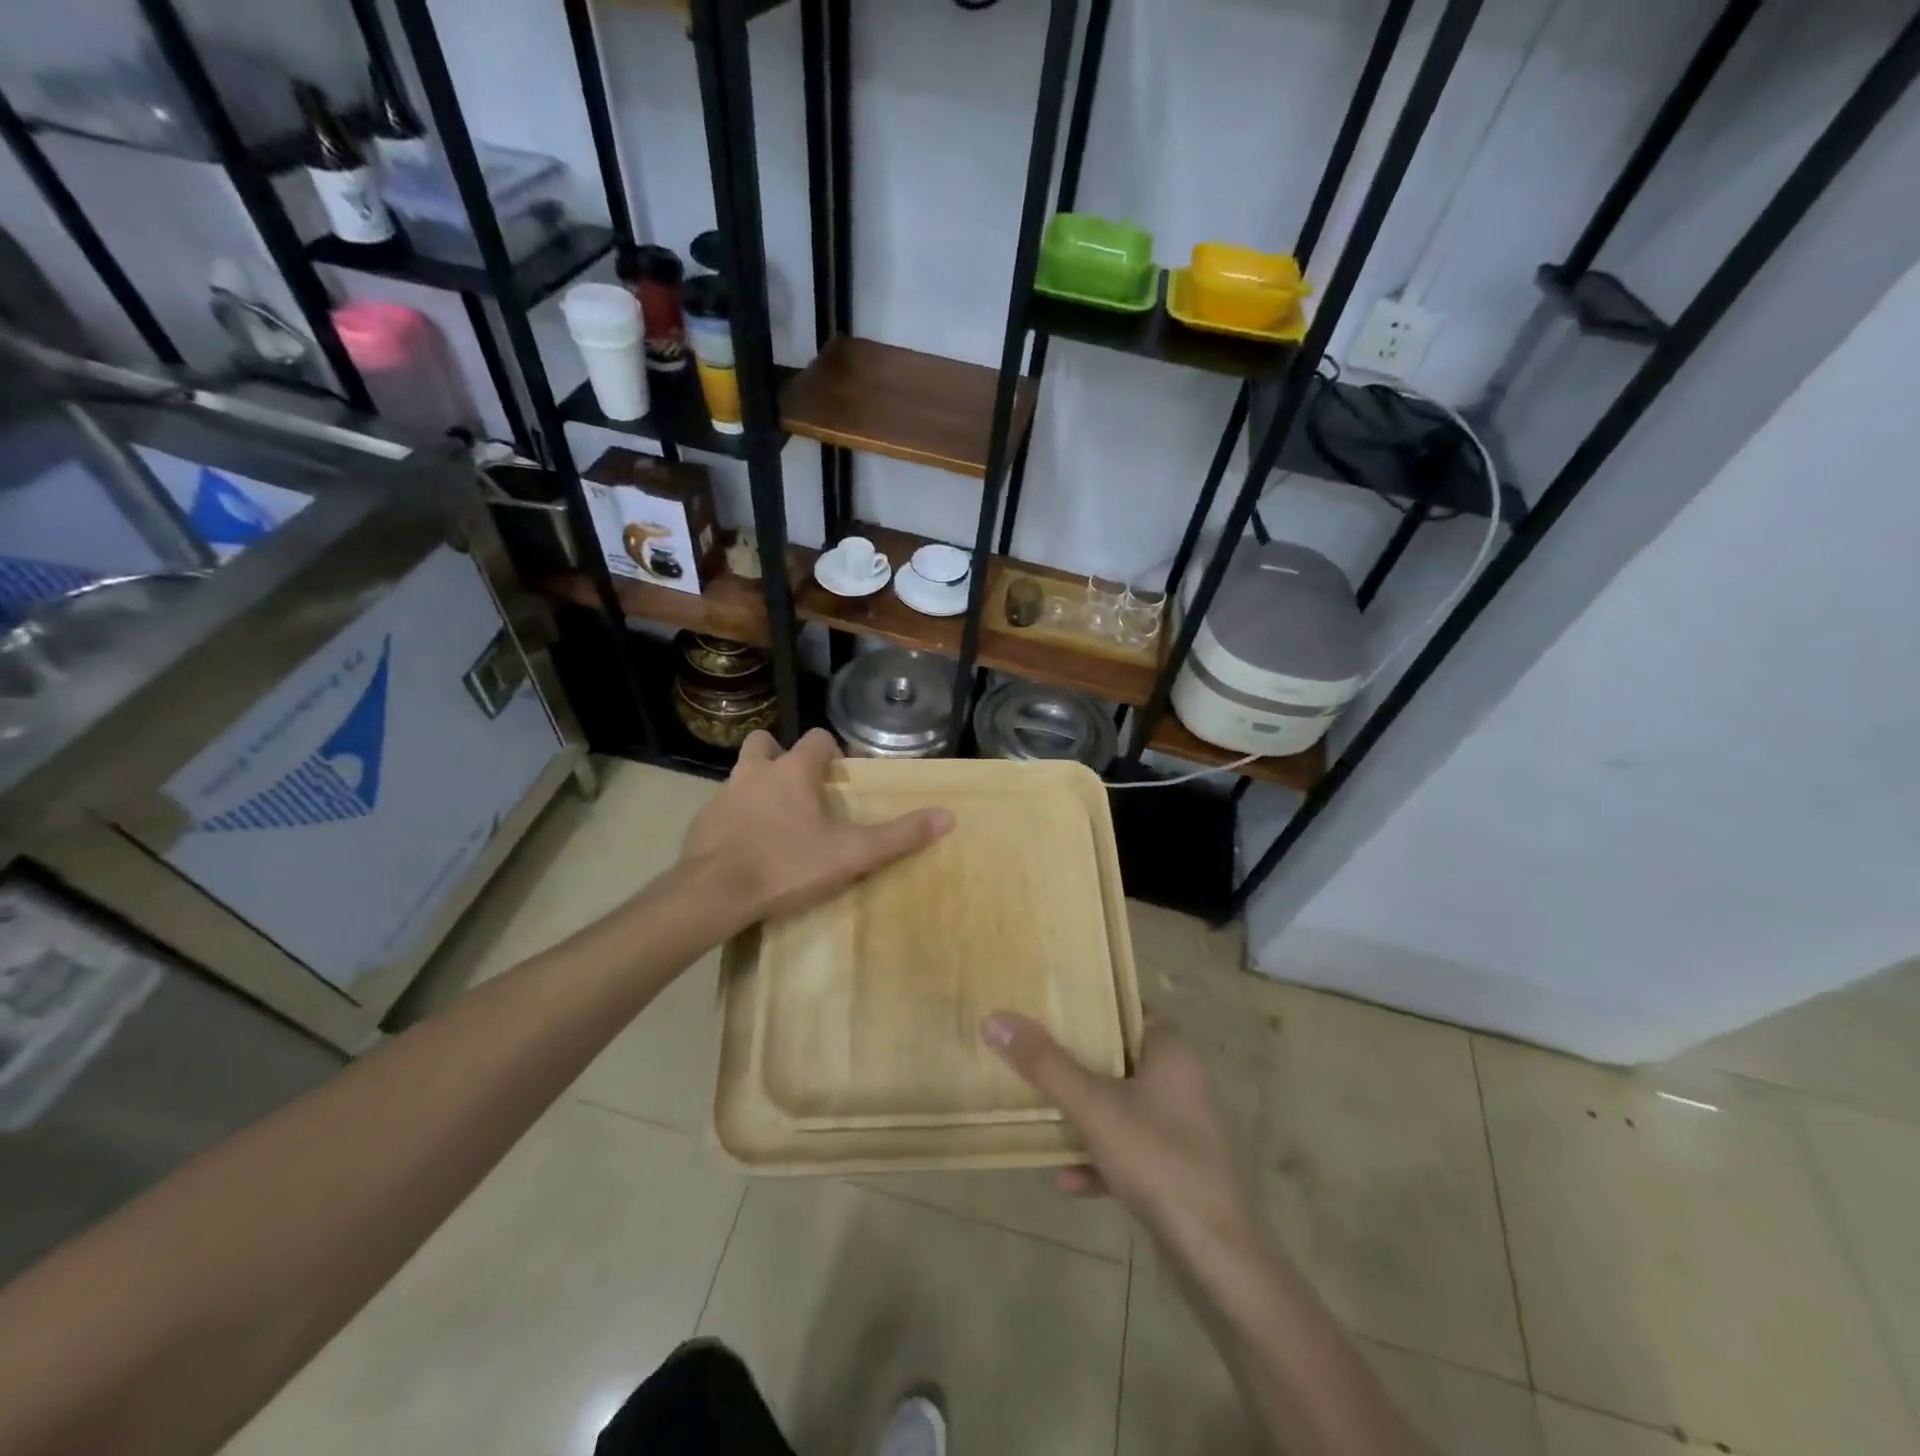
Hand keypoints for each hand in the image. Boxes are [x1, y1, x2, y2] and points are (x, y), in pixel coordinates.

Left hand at [681, 728, 951, 929]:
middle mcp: (755, 772)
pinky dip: (737, 817)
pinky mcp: (701, 822)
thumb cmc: (786, 865)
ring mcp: (723, 795)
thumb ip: (898, 836)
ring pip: (742, 775)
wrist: (712, 894)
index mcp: (792, 771)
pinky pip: (723, 808)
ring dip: (758, 785)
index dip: (832, 751)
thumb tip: (947, 816)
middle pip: (765, 744)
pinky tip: (747, 846)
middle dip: (782, 756)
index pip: (817, 738)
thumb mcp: (850, 854)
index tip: (841, 774)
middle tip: (800, 788)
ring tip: (775, 818)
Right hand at [983, 1013, 1252, 1252]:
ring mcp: (1180, 1128)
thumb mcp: (1092, 1106)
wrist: (1216, 1256)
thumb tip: (996, 1020)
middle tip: (1032, 1052)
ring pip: (1120, 1105)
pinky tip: (1065, 1180)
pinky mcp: (1175, 1169)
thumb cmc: (1157, 1159)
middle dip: (1076, 1060)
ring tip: (1041, 1112)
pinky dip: (1098, 1158)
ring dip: (1083, 1112)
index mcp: (1170, 1052)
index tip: (1049, 1005)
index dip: (1090, 1004)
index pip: (1127, 1009)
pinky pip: (1128, 1150)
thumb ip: (1044, 1064)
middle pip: (1118, 1057)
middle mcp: (1180, 1082)